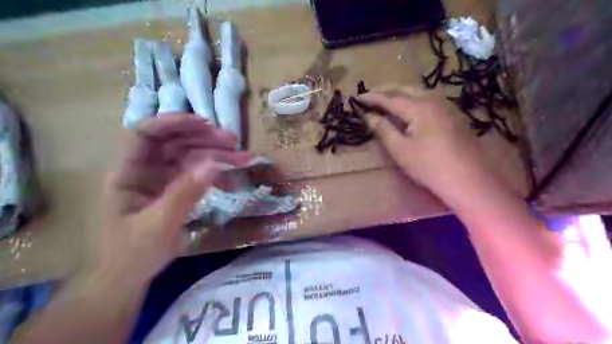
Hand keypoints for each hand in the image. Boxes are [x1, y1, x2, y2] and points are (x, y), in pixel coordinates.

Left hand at [88, 114, 250, 285]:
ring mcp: (161, 179)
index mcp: (128, 173)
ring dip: (215, 155)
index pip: (145, 134)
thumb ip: (186, 192)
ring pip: (189, 156)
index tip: (204, 124)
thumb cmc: (134, 253)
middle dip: (204, 140)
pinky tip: (232, 179)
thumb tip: (214, 165)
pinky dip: (214, 174)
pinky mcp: (174, 189)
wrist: (128, 278)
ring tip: (242, 158)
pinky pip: (196, 174)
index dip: (172, 123)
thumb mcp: (160, 223)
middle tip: (233, 142)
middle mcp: (144, 170)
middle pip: (174, 143)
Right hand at [359, 88, 490, 203]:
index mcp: (419, 107)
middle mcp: (434, 100)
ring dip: (400, 94)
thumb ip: (383, 129)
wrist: (468, 180)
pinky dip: (413, 100)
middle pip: (405, 89)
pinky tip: (409, 108)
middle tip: (370, 98)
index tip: (357, 97)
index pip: (390, 98)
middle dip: (386, 92)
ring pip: (418, 92)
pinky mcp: (453, 115)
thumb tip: (368, 116)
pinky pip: (428, 100)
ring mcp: (447, 106)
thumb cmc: (429, 166)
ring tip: (386, 101)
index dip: (372, 97)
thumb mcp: (400, 149)